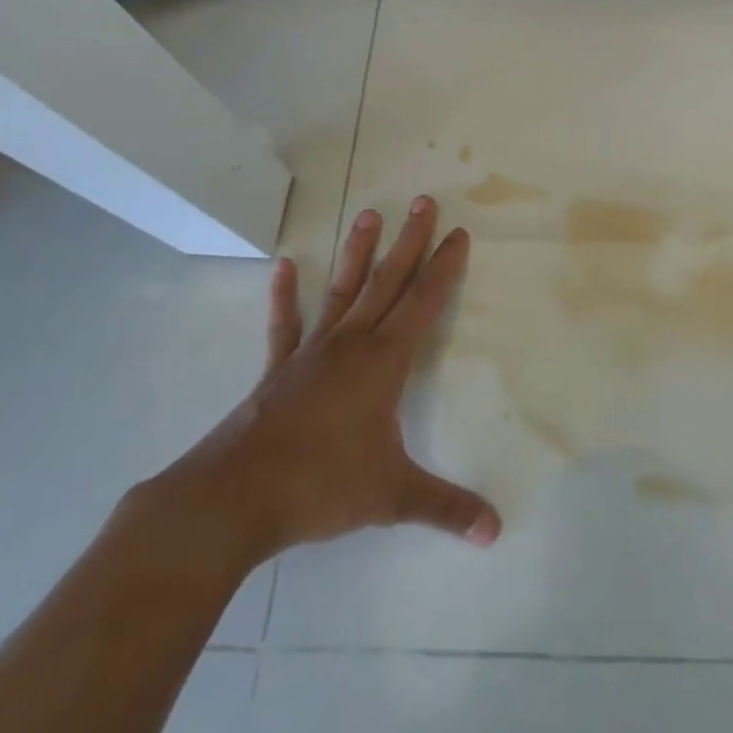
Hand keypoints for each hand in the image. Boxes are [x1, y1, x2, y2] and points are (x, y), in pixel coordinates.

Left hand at [143, 196, 500, 580]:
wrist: (236, 497)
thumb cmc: (322, 486)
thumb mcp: (393, 497)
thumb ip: (446, 508)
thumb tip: (495, 532)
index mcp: (385, 362)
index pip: (424, 302)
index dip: (444, 267)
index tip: (458, 233)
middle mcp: (352, 344)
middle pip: (388, 281)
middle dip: (410, 241)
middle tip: (423, 201)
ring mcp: (312, 352)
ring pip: (342, 291)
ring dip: (357, 253)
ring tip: (369, 214)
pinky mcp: (279, 370)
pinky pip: (285, 326)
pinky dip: (284, 296)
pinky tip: (282, 267)